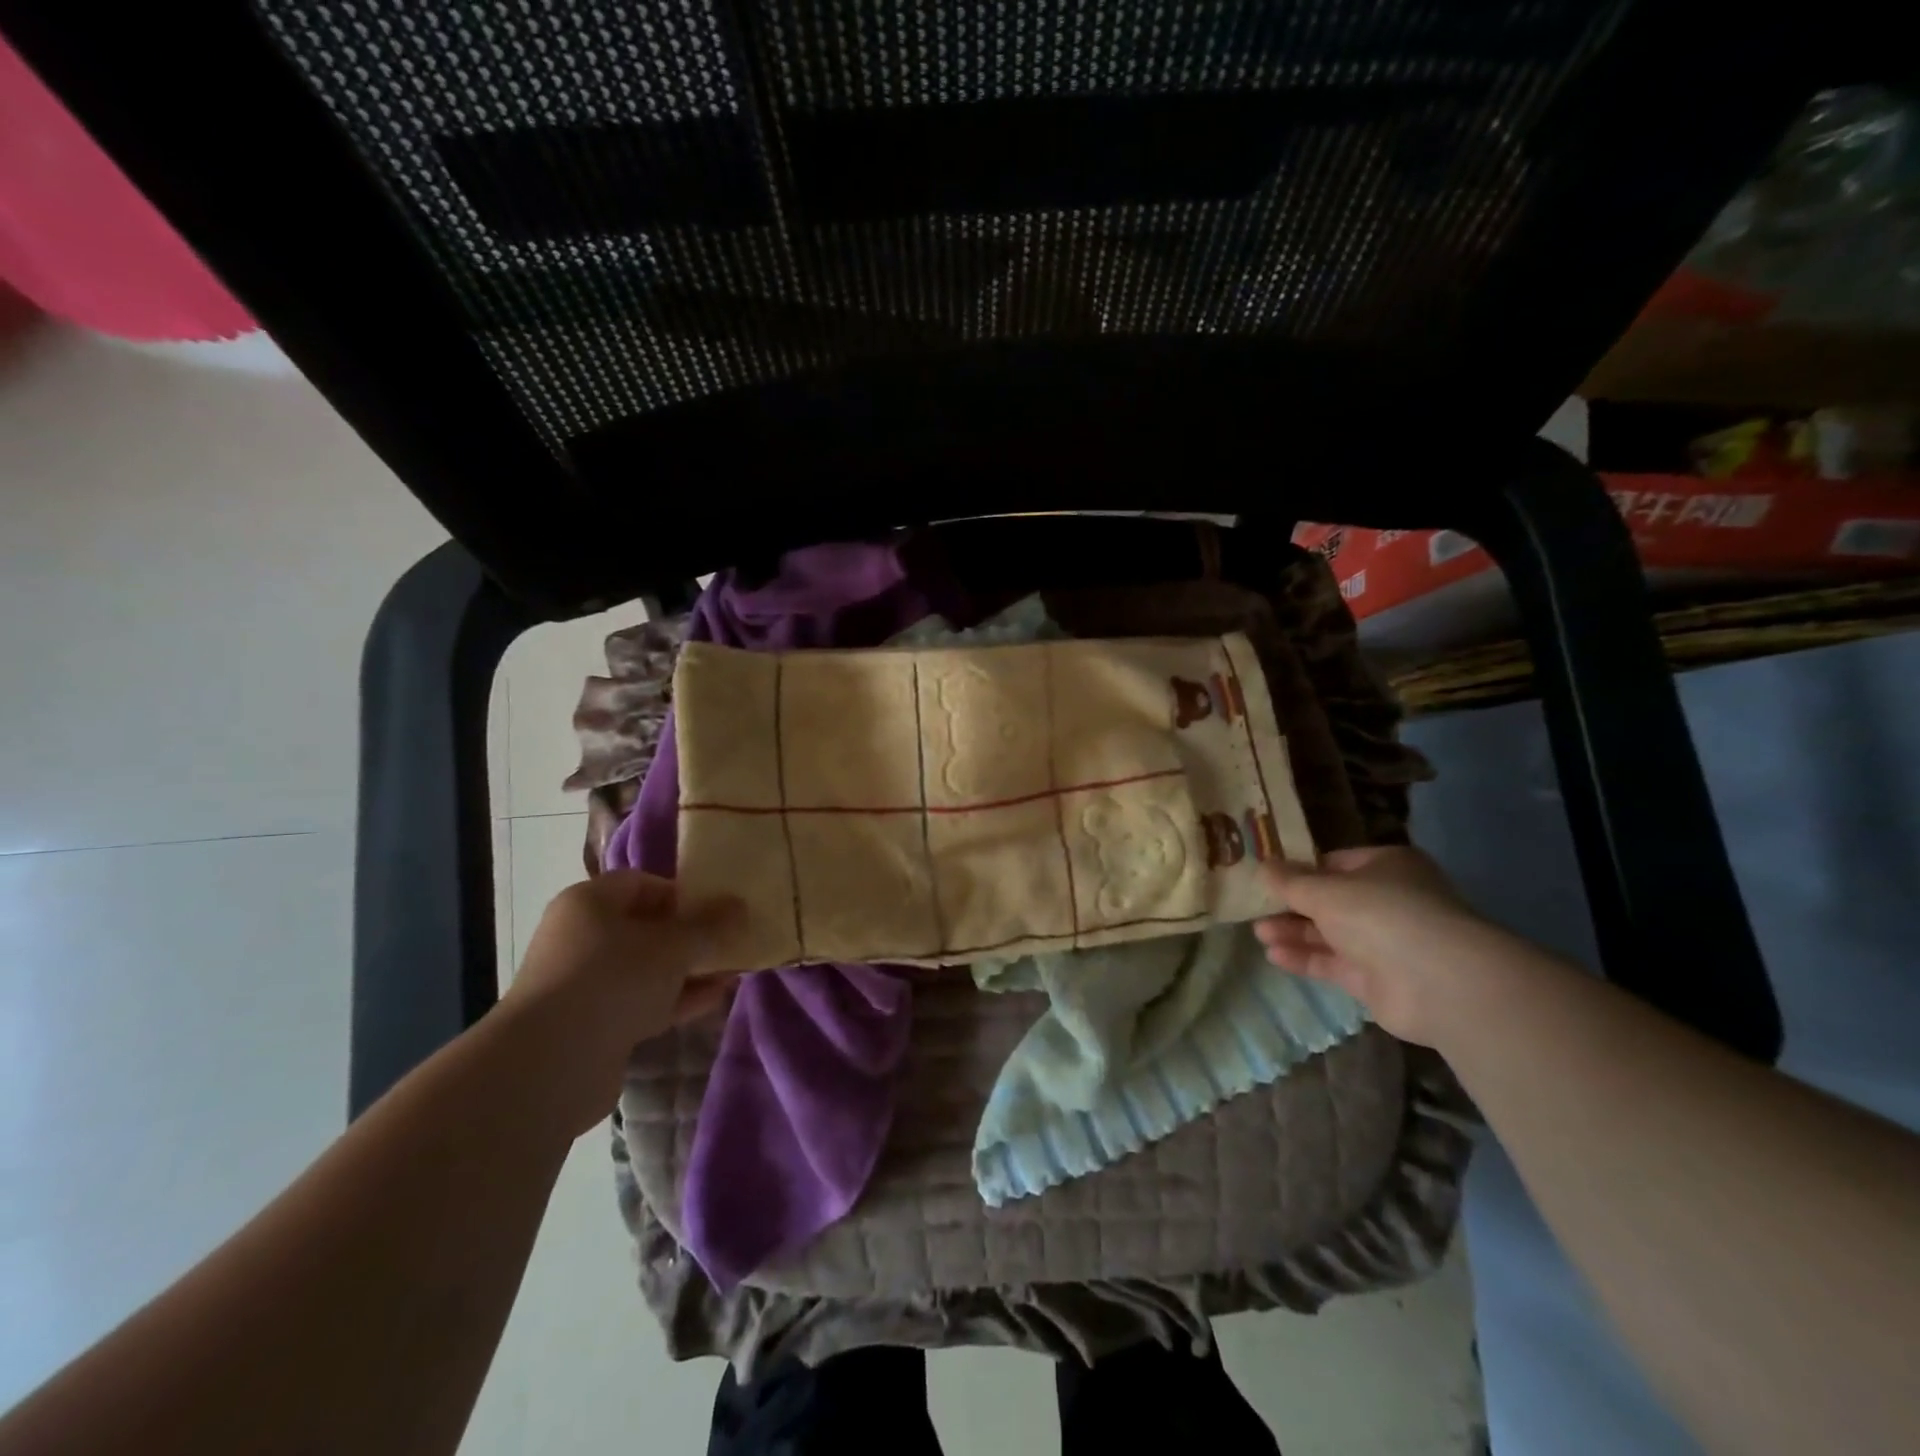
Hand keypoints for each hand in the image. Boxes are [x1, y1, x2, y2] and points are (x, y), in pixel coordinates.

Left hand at [500, 871, 743, 1131]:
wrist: (551, 1065)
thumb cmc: (613, 980)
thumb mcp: (673, 946)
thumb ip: (711, 925)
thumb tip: (741, 905)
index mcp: (589, 903)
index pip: (642, 884)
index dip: (682, 893)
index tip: (718, 910)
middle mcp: (581, 937)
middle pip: (646, 927)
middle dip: (691, 936)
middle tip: (731, 941)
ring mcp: (584, 984)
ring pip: (646, 968)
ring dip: (688, 970)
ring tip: (733, 971)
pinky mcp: (592, 1024)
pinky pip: (641, 1001)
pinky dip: (674, 998)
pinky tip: (714, 999)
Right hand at [1253, 846, 1502, 1045]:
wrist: (1439, 983)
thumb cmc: (1382, 915)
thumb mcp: (1325, 890)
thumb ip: (1290, 882)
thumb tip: (1262, 867)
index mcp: (1385, 866)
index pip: (1334, 863)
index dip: (1299, 870)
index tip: (1266, 877)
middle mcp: (1387, 901)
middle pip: (1329, 900)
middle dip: (1291, 906)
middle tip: (1255, 909)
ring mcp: (1384, 942)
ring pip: (1329, 933)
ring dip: (1293, 932)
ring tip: (1258, 933)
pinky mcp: (1377, 979)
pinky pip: (1333, 963)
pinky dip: (1305, 958)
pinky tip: (1274, 956)